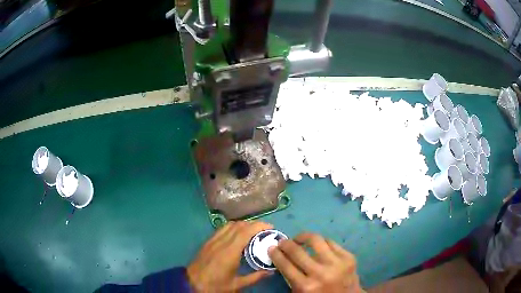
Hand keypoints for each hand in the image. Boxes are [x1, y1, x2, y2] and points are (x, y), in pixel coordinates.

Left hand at [187, 221, 273, 291]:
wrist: (192, 283)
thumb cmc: (215, 285)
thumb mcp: (237, 284)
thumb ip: (255, 277)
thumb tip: (271, 271)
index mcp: (230, 252)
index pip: (245, 231)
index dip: (259, 226)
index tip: (271, 227)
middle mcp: (221, 242)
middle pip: (239, 225)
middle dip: (254, 224)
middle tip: (265, 230)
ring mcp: (213, 240)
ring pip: (230, 224)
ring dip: (244, 224)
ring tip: (253, 232)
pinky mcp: (208, 241)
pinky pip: (222, 228)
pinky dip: (233, 227)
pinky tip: (238, 235)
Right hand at [268, 233, 361, 292]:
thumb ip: (291, 278)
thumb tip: (281, 257)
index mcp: (306, 286)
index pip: (285, 265)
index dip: (276, 254)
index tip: (271, 248)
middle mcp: (320, 274)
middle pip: (297, 251)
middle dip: (286, 244)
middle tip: (282, 242)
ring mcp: (337, 263)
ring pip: (316, 241)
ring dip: (303, 237)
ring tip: (299, 239)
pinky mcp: (348, 257)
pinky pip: (331, 242)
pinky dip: (321, 242)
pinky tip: (317, 245)